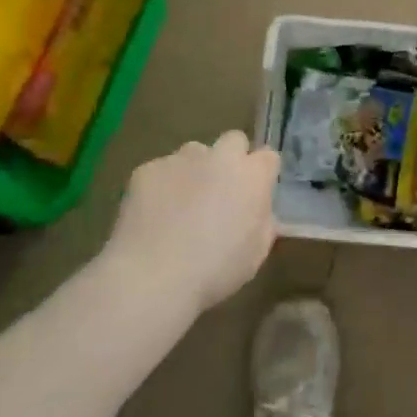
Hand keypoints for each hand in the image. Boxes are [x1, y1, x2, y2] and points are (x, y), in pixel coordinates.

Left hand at [104, 131, 278, 315]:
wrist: (152, 276)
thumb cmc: (215, 271)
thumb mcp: (256, 254)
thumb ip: (263, 223)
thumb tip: (258, 212)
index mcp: (252, 176)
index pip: (268, 157)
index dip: (262, 174)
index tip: (254, 194)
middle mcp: (220, 157)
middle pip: (233, 140)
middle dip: (231, 159)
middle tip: (220, 192)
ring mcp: (181, 159)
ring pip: (194, 153)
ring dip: (195, 170)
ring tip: (181, 205)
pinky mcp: (147, 169)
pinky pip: (161, 170)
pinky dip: (161, 186)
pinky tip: (154, 215)